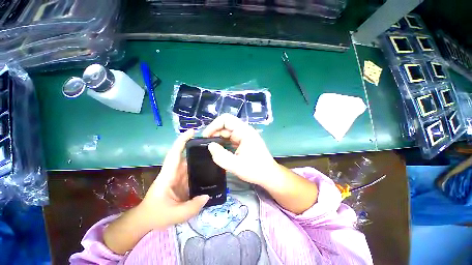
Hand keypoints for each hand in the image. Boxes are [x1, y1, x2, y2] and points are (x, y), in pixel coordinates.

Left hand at [140, 129, 208, 229]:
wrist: (146, 220)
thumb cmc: (155, 215)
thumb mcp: (174, 215)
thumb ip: (192, 207)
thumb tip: (207, 196)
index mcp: (168, 175)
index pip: (175, 153)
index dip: (182, 141)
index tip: (192, 131)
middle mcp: (174, 172)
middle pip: (187, 156)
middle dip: (198, 149)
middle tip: (214, 146)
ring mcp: (179, 177)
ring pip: (191, 164)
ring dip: (201, 159)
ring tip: (216, 157)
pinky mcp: (182, 182)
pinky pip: (193, 172)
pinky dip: (201, 170)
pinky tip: (211, 171)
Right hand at [202, 114, 278, 186]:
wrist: (269, 176)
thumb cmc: (255, 170)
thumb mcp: (236, 165)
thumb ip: (221, 156)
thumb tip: (210, 145)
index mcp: (244, 131)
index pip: (226, 119)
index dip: (214, 125)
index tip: (206, 137)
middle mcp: (244, 131)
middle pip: (226, 125)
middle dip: (214, 133)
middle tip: (206, 145)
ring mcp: (244, 136)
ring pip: (227, 132)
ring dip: (218, 138)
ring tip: (211, 148)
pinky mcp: (243, 142)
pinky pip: (230, 139)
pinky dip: (223, 143)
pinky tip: (219, 150)